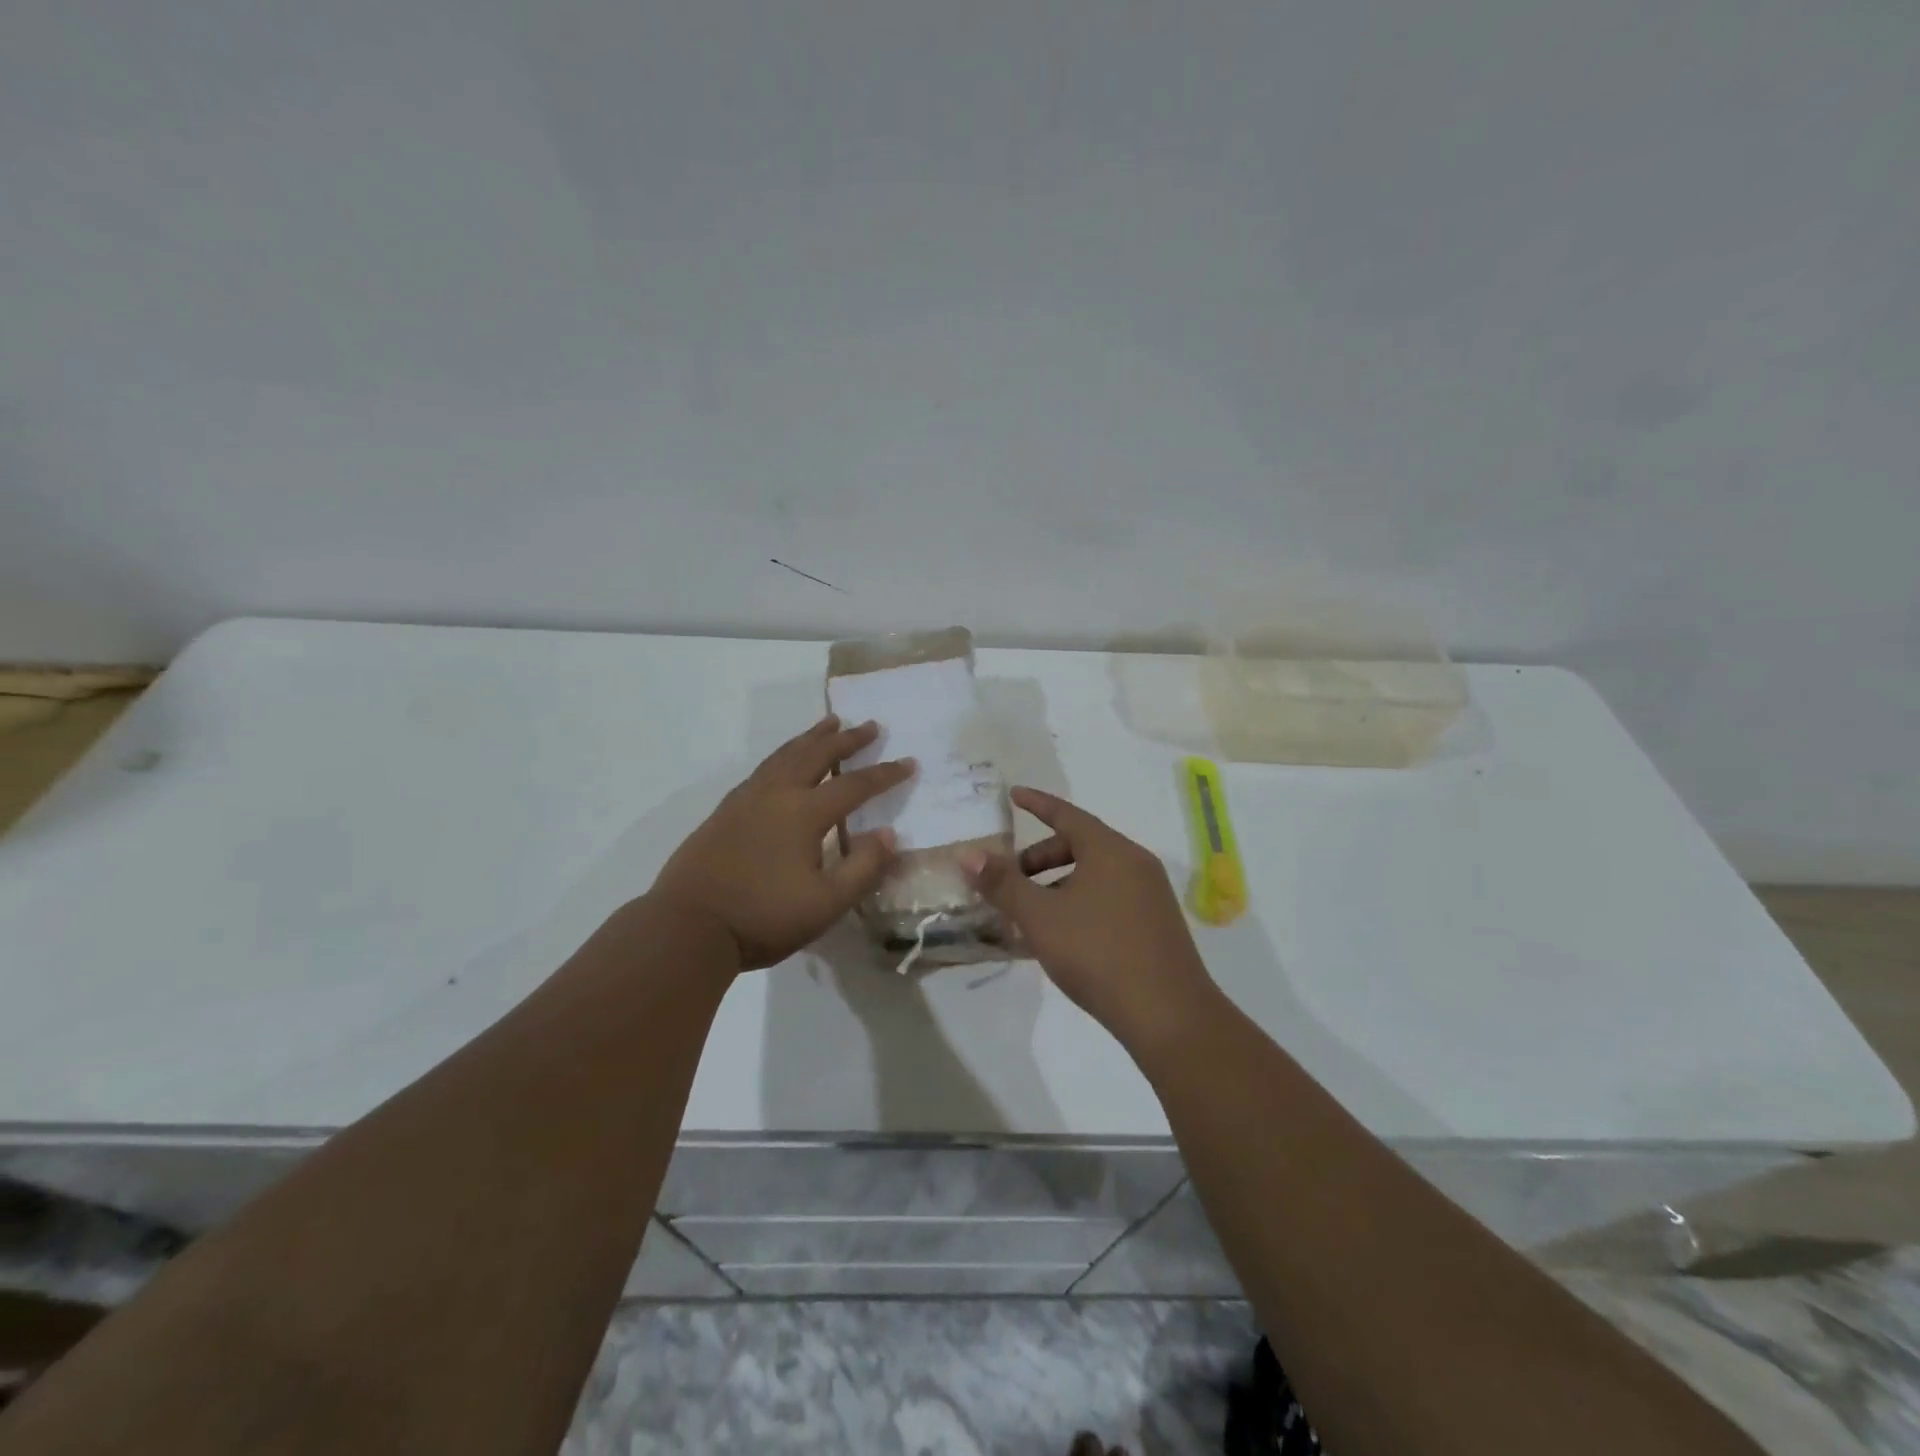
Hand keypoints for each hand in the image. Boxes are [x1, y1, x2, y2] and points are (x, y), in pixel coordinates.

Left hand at [652, 716, 913, 969]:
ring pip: (785, 755)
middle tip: (870, 725)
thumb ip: (863, 868)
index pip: (854, 785)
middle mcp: (776, 795)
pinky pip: (763, 768)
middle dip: (847, 739)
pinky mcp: (725, 811)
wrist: (688, 927)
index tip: (909, 762)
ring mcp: (746, 799)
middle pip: (817, 755)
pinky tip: (783, 762)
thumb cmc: (762, 917)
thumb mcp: (826, 904)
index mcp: (804, 813)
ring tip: (829, 723)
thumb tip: (888, 834)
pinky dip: (784, 754)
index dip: (885, 774)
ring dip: (811, 737)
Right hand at [961, 788, 1216, 1046]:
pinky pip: (1109, 899)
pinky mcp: (1156, 925)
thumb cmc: (1098, 953)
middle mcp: (1135, 863)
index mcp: (1110, 850)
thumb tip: (969, 854)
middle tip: (1010, 880)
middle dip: (1040, 859)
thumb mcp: (1040, 917)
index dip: (1037, 804)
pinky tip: (1060, 938)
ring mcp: (1150, 895)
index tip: (1014, 795)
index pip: (1067, 814)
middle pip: (1080, 846)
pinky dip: (1079, 904)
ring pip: (1094, 876)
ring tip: (1029, 916)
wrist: (1168, 1015)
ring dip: (1057, 886)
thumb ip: (1003, 884)